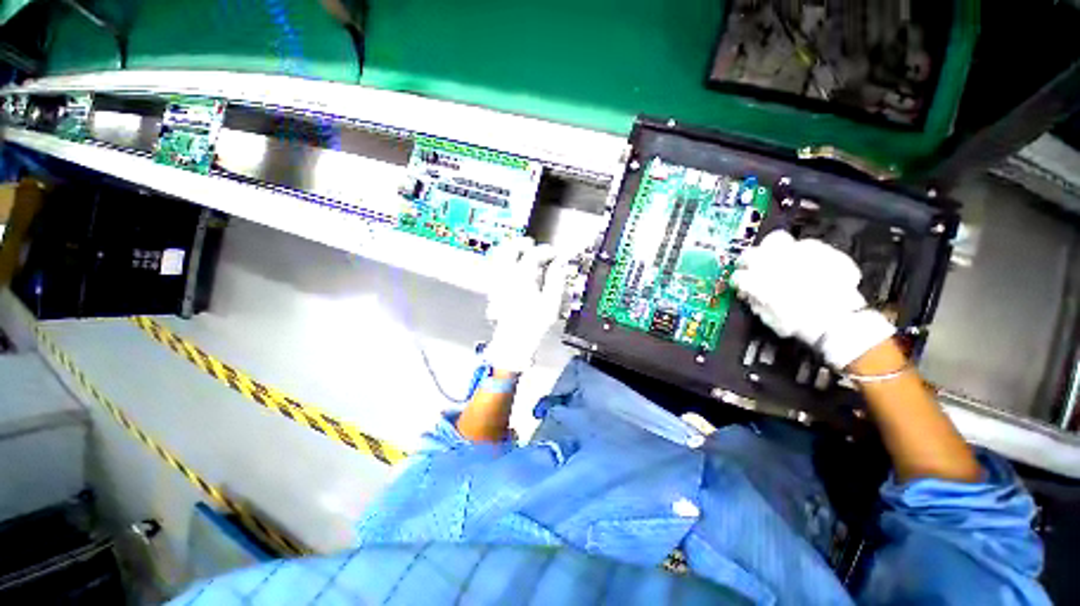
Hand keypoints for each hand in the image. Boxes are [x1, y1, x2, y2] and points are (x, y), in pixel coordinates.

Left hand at [483, 238, 572, 372]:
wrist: (513, 341)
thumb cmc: (532, 325)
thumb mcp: (551, 302)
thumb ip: (555, 280)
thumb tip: (558, 265)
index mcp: (522, 278)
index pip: (533, 255)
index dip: (545, 251)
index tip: (553, 253)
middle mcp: (507, 277)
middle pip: (509, 249)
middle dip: (521, 243)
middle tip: (531, 244)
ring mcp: (497, 283)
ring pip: (499, 257)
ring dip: (510, 249)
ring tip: (520, 250)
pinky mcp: (494, 290)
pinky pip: (495, 268)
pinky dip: (503, 261)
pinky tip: (510, 265)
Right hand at [730, 230, 894, 368]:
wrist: (838, 320)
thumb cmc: (799, 323)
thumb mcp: (768, 319)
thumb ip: (755, 302)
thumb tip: (750, 294)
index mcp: (756, 280)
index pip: (738, 276)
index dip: (738, 282)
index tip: (742, 287)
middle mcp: (772, 262)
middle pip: (750, 253)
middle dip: (748, 261)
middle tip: (752, 268)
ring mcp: (797, 252)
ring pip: (776, 240)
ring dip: (772, 250)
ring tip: (778, 258)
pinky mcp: (820, 249)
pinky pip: (805, 244)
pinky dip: (801, 252)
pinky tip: (805, 263)